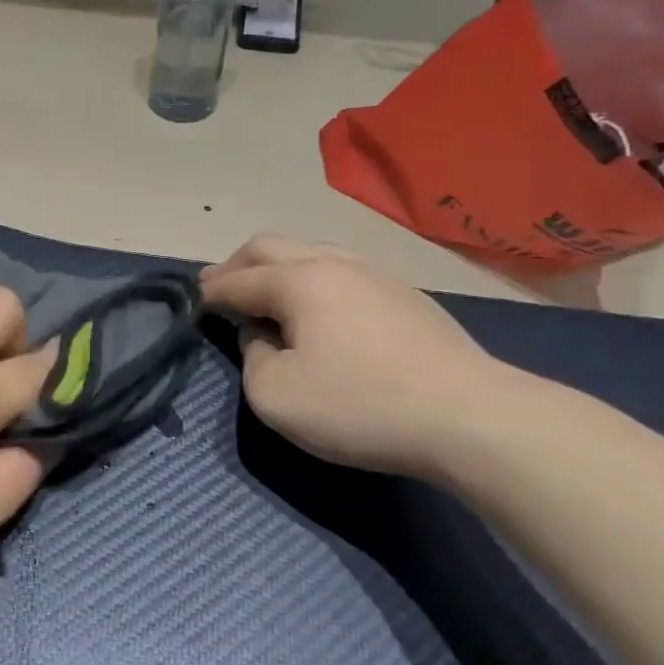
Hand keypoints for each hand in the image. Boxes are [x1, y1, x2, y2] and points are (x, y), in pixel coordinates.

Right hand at [201, 235, 506, 476]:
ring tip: (265, 293)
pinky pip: (341, 271)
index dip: (210, 291)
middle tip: (217, 286)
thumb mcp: (277, 397)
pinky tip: (317, 307)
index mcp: (298, 280)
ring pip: (311, 251)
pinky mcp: (405, 296)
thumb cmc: (361, 405)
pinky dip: (311, 280)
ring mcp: (375, 274)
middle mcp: (334, 263)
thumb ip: (252, 359)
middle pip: (270, 246)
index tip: (192, 301)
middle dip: (237, 264)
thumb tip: (261, 337)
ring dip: (277, 267)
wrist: (471, 417)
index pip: (238, 279)